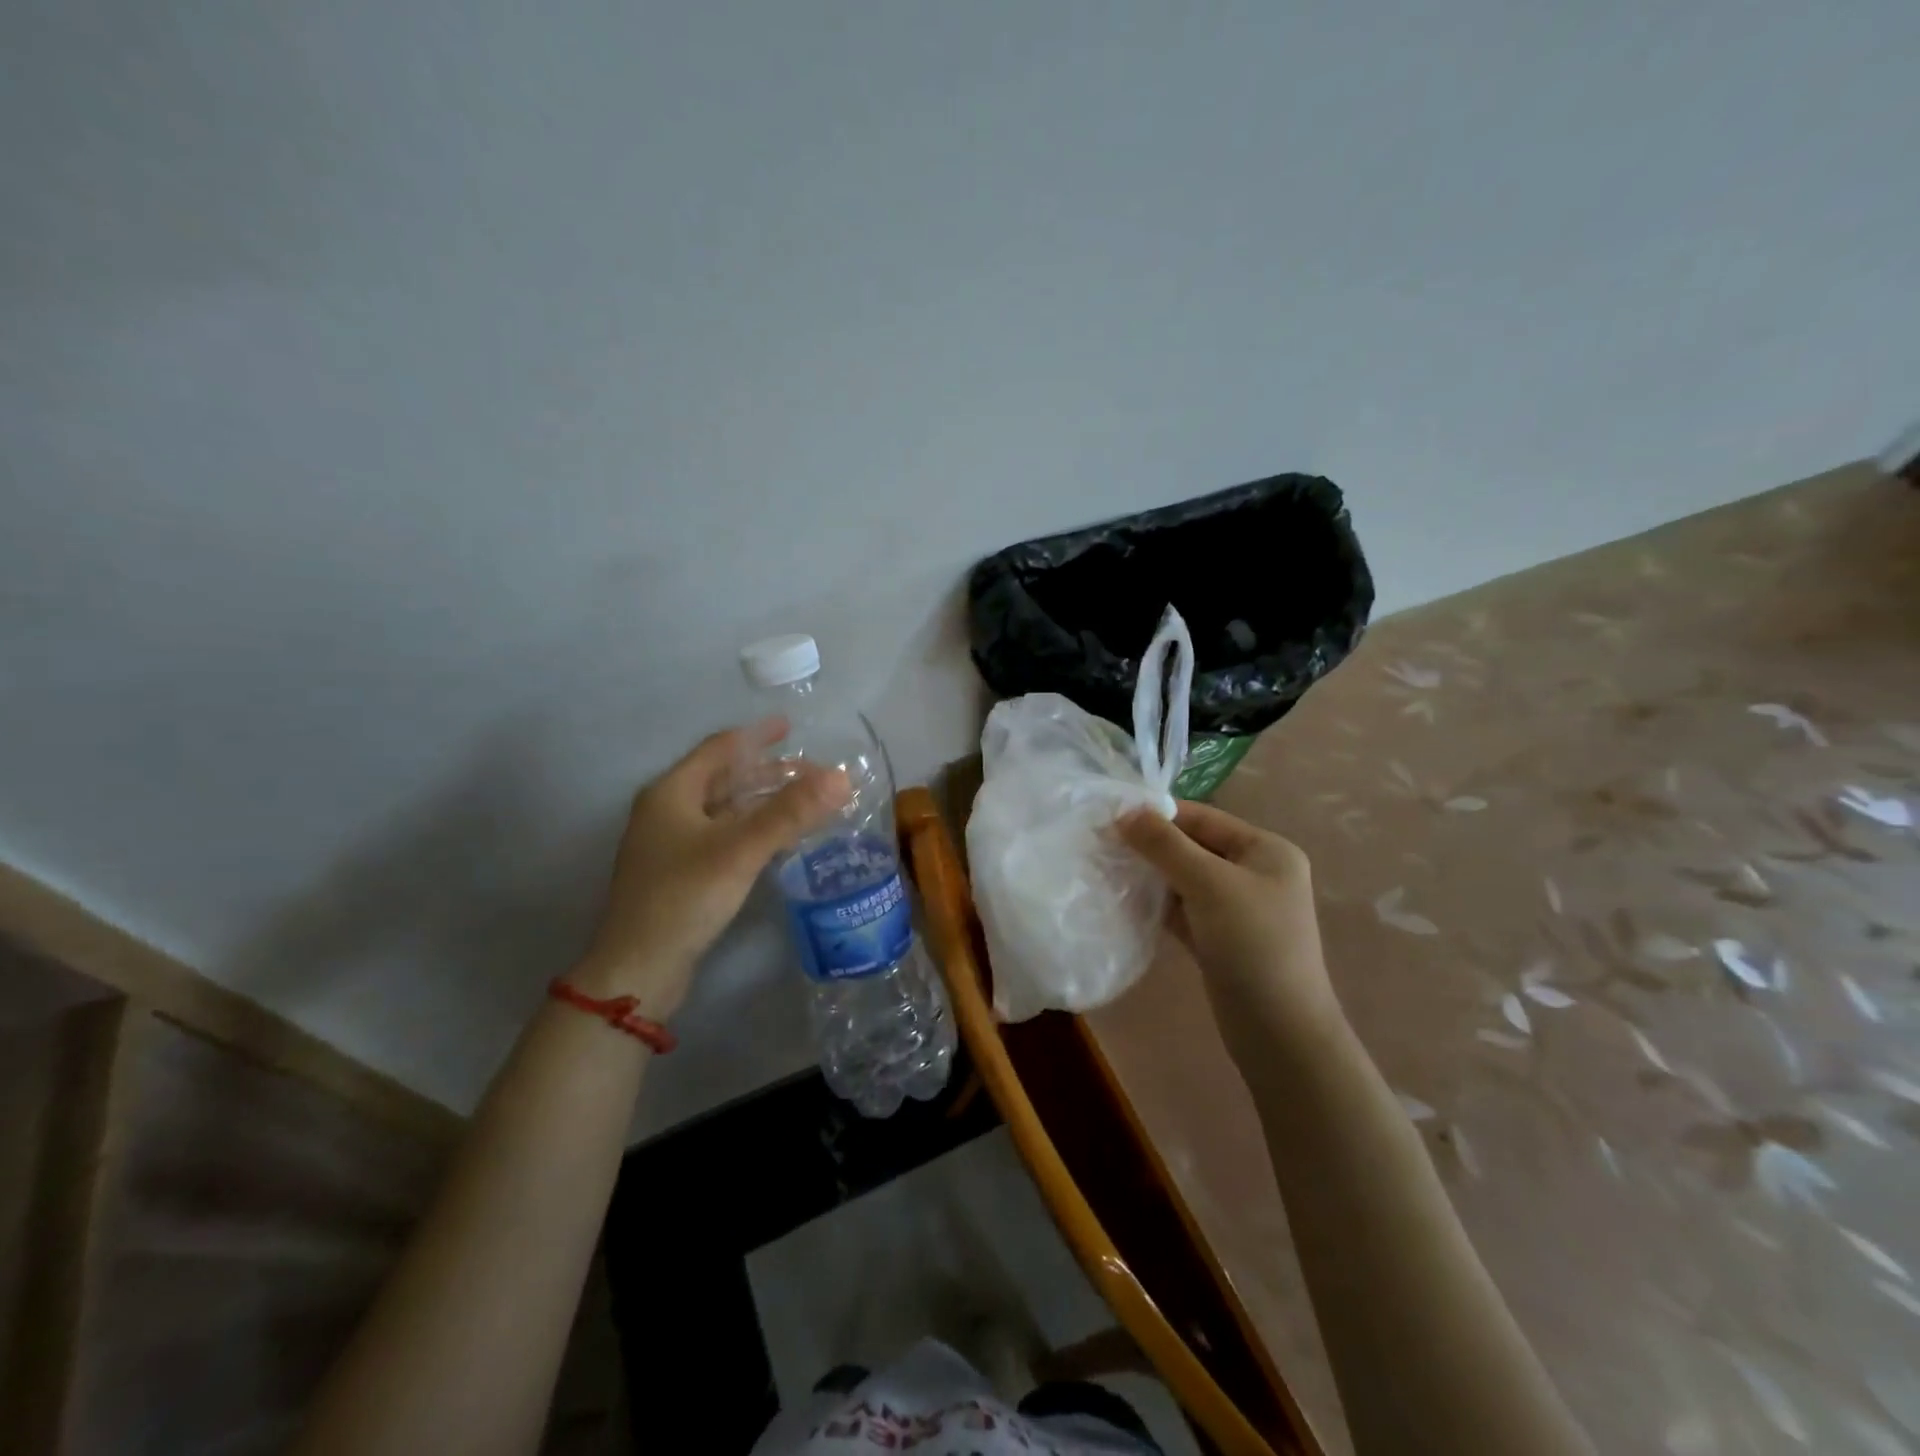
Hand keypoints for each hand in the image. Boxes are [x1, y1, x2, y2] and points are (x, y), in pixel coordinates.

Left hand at [572, 719, 849, 1016]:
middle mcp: (667, 810)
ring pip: (724, 809)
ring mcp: (670, 844)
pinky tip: (777, 839)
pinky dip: (752, 829)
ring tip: (803, 801)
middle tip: (811, 773)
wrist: (638, 968)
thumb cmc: (684, 897)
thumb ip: (790, 812)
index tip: (790, 726)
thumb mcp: (740, 849)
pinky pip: (722, 836)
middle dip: (767, 772)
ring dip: (762, 802)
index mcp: (672, 792)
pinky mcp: (679, 873)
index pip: (720, 748)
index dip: (756, 735)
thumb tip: (840, 777)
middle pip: (723, 778)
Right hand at [1117, 800, 1344, 1065]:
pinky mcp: (1218, 938)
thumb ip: (1165, 845)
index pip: (1203, 818)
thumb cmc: (1253, 945)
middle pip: (1192, 846)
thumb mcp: (1209, 884)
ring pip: (1184, 879)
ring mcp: (1236, 908)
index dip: (1158, 815)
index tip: (1110, 816)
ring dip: (1149, 875)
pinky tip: (1123, 900)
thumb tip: (1124, 811)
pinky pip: (1182, 909)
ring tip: (1106, 869)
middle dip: (1150, 845)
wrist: (1280, 1033)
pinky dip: (1156, 903)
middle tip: (1101, 844)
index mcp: (1265, 850)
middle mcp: (1254, 873)